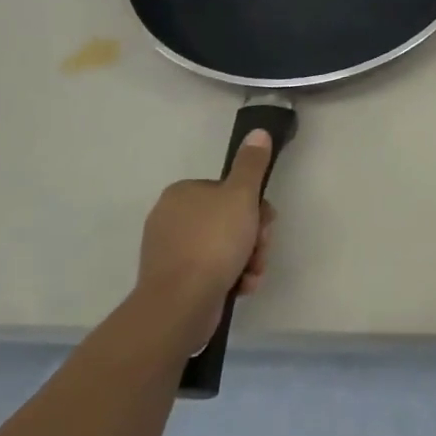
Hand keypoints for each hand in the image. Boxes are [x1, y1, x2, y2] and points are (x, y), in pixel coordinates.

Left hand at [138, 130, 275, 338]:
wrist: (180, 304)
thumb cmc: (213, 242)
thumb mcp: (241, 196)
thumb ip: (251, 164)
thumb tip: (258, 131)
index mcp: (182, 193)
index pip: (229, 192)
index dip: (254, 207)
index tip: (264, 222)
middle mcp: (171, 218)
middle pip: (229, 220)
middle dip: (253, 237)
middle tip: (260, 250)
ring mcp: (170, 252)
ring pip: (224, 247)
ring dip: (247, 259)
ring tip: (252, 274)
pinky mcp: (173, 282)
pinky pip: (211, 271)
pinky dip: (231, 277)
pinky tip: (241, 287)